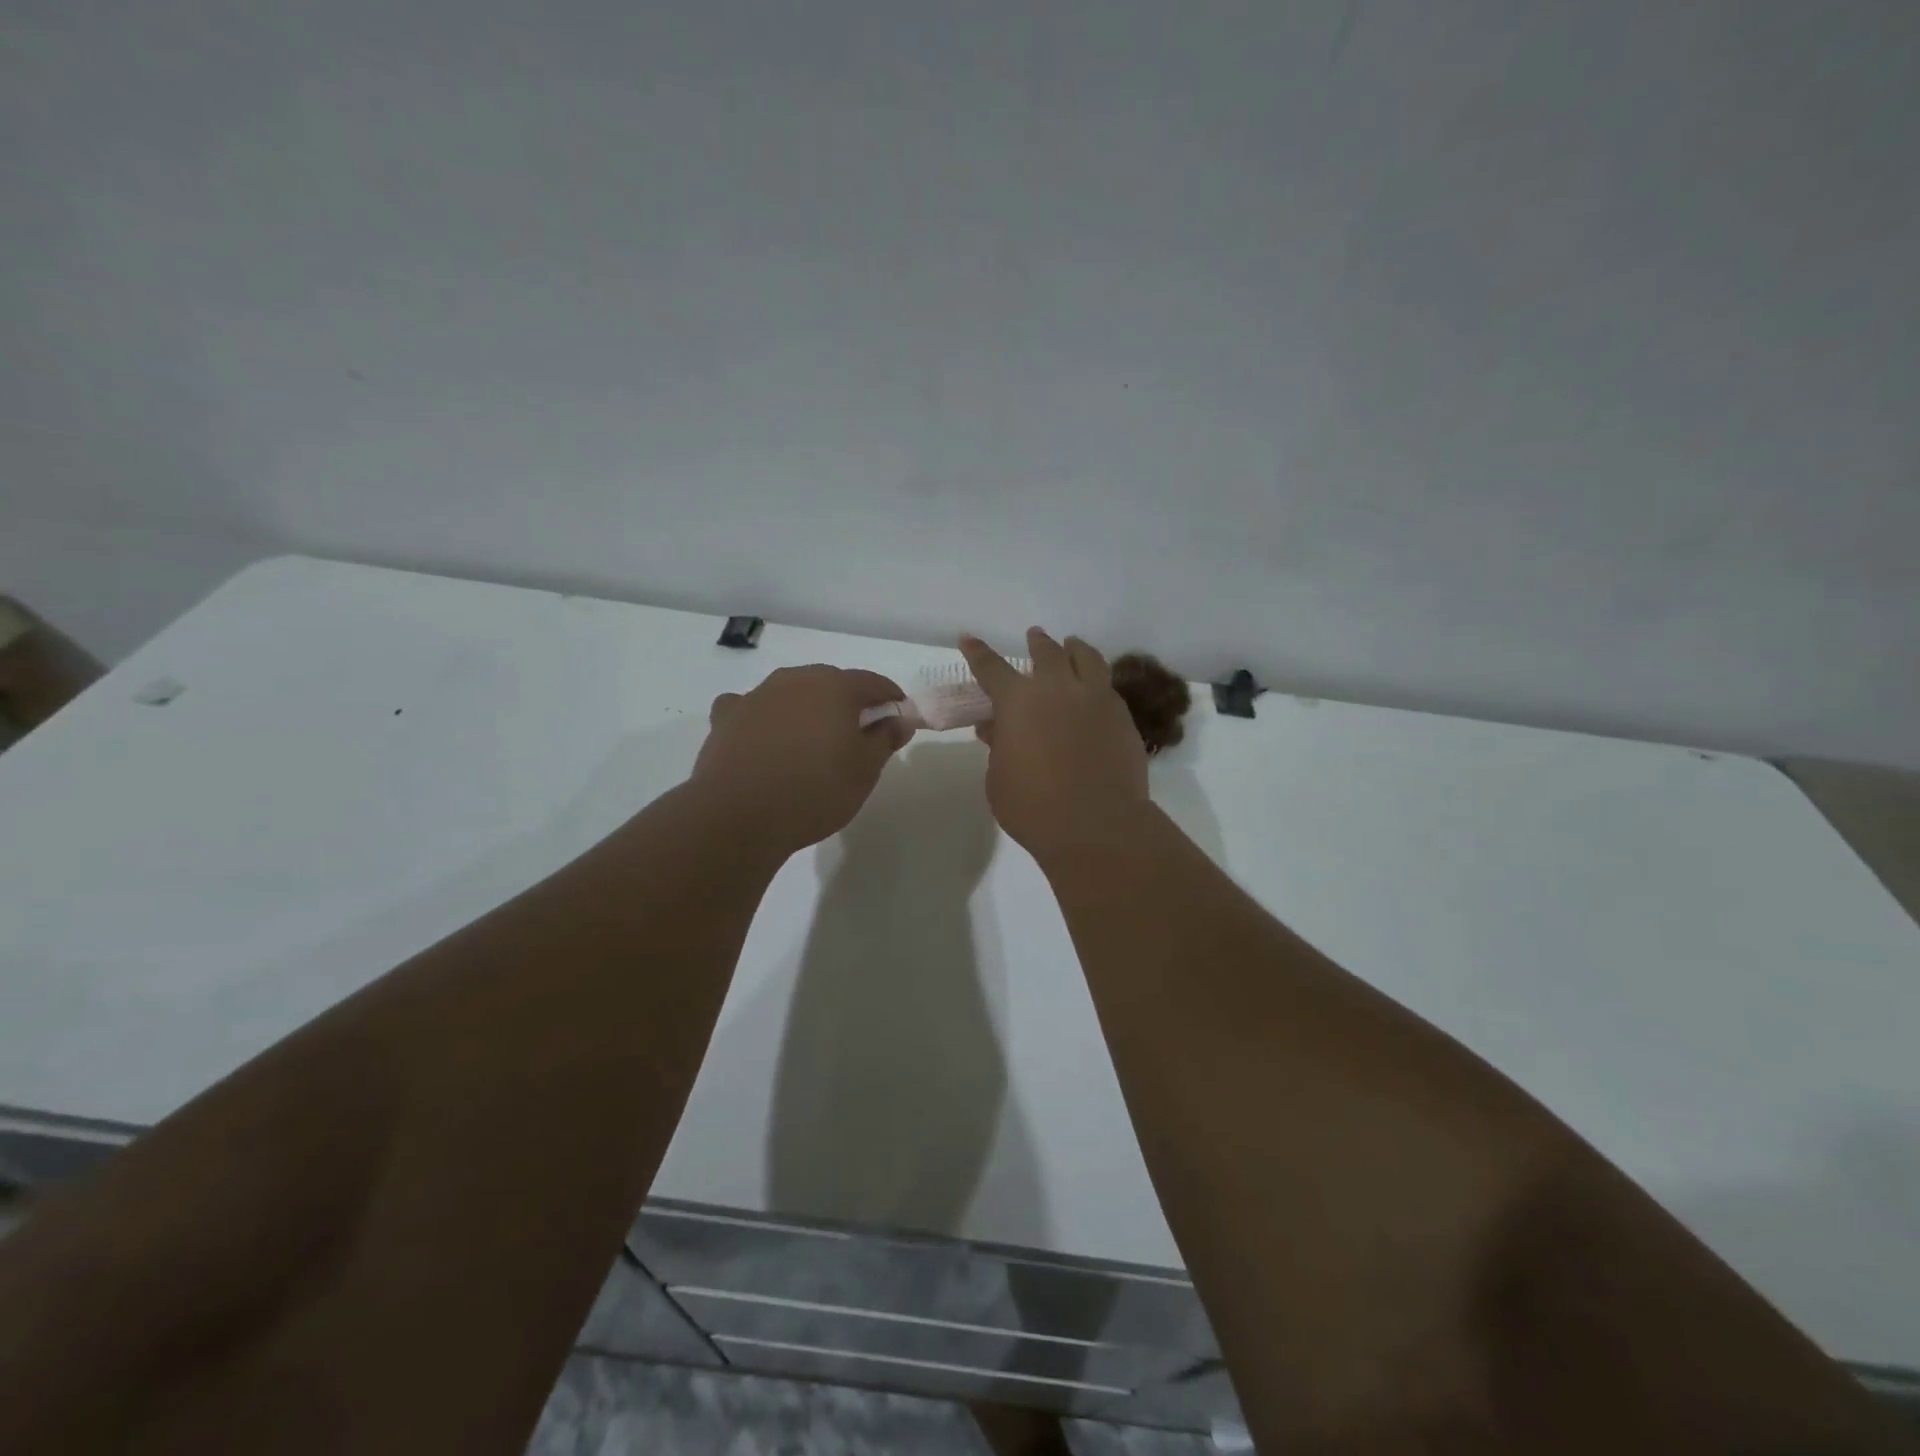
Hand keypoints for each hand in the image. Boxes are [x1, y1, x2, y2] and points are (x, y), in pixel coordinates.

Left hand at [692, 666, 912, 853]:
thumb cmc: (815, 791)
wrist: (739, 815)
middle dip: (847, 701)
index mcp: (835, 687)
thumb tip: (900, 719)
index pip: (872, 682)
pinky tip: (763, 735)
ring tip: (812, 738)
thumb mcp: (865, 770)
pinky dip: (762, 715)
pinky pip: (751, 706)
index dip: (890, 697)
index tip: (898, 716)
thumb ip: (885, 739)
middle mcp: (795, 680)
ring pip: (791, 691)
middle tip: (857, 732)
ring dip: (806, 707)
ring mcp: (757, 696)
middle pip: (830, 682)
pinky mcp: (726, 717)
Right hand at [960, 629, 1151, 861]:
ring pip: (1086, 658)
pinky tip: (1094, 691)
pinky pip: (1107, 686)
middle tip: (1034, 637)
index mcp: (1018, 701)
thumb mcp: (998, 779)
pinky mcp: (1123, 716)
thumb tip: (994, 727)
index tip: (969, 640)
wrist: (1097, 826)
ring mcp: (1096, 699)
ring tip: (1072, 645)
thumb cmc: (1033, 807)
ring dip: (1074, 649)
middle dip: (1037, 643)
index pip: (991, 667)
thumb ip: (997, 746)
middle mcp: (1058, 689)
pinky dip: (1096, 680)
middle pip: (1046, 652)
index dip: (978, 653)